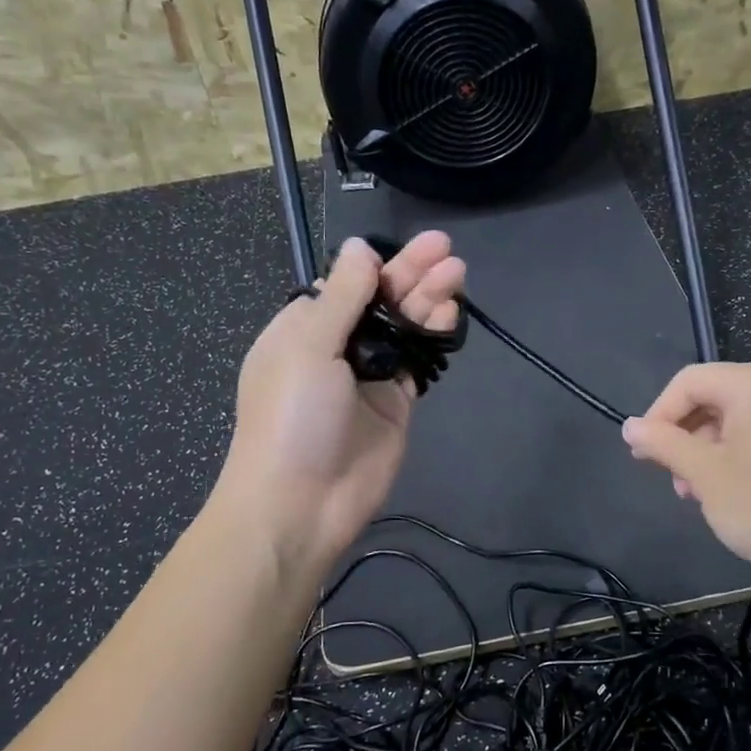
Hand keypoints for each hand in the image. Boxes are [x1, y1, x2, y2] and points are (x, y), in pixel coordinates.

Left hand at [216, 233, 464, 572]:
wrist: (301, 502)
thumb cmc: (292, 416)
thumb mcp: (308, 345)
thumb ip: (341, 295)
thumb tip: (360, 248)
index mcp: (304, 328)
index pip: (346, 284)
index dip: (379, 265)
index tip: (413, 247)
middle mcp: (337, 347)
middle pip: (380, 301)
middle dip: (412, 274)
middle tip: (447, 250)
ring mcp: (369, 376)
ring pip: (403, 328)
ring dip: (428, 299)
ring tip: (458, 273)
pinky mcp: (396, 403)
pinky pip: (417, 361)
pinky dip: (433, 337)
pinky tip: (450, 315)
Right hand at [621, 362, 750, 583]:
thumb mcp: (704, 474)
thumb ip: (663, 444)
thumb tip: (629, 425)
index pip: (687, 382)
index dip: (658, 415)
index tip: (643, 455)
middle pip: (709, 398)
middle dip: (682, 437)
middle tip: (670, 479)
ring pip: (730, 419)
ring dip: (703, 452)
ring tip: (695, 494)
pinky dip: (731, 456)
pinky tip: (724, 492)